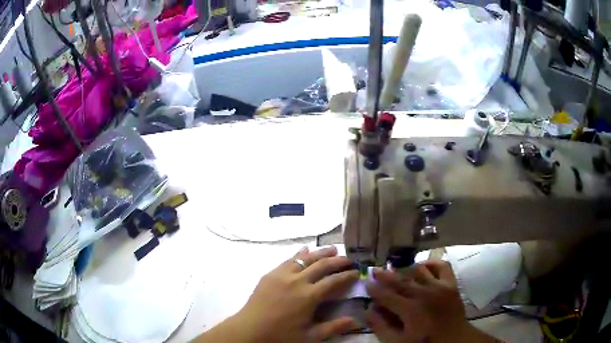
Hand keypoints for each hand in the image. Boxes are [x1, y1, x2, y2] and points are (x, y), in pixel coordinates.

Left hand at [232, 246, 359, 341]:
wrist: (249, 330)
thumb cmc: (281, 336)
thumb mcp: (310, 336)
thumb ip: (334, 327)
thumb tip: (356, 321)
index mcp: (309, 296)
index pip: (334, 281)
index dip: (347, 275)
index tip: (357, 272)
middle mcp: (297, 280)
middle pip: (322, 265)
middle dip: (338, 260)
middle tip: (349, 259)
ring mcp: (282, 275)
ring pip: (306, 258)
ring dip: (321, 253)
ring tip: (333, 249)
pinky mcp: (270, 274)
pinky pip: (288, 259)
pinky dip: (299, 253)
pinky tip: (305, 250)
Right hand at [366, 260, 495, 342]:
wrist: (454, 339)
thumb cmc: (424, 342)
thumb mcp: (398, 342)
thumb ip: (381, 327)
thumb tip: (368, 311)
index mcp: (410, 310)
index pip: (386, 295)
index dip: (374, 288)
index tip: (366, 282)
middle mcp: (424, 293)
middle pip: (400, 280)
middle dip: (385, 275)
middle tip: (375, 270)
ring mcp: (439, 286)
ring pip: (418, 270)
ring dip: (405, 268)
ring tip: (397, 269)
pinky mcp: (451, 283)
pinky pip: (441, 265)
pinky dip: (431, 263)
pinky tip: (422, 266)